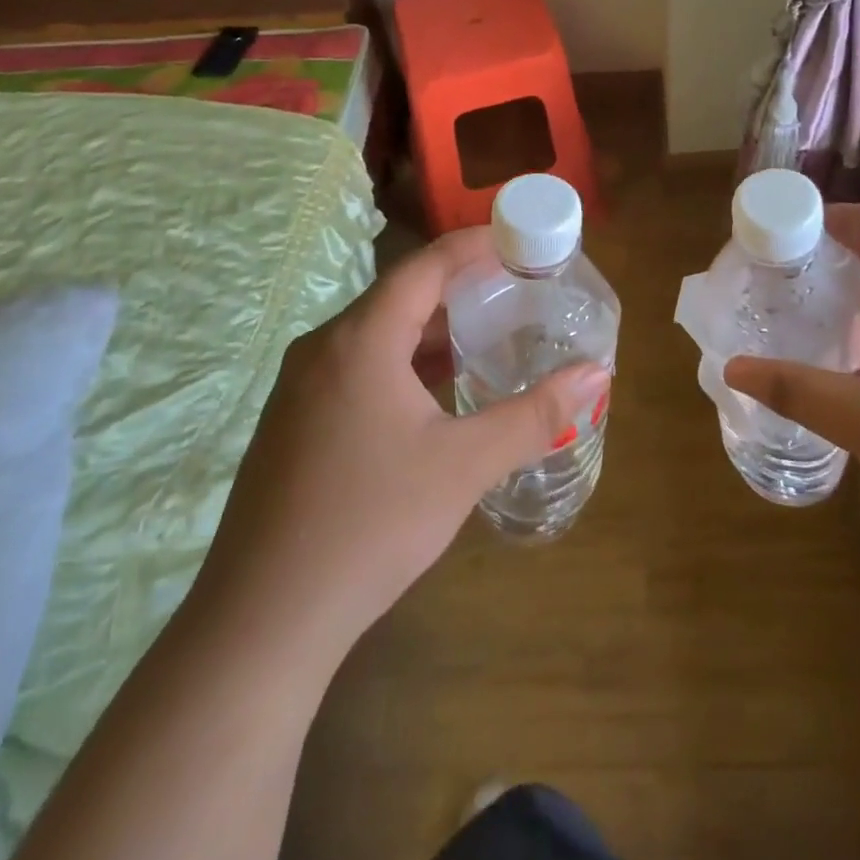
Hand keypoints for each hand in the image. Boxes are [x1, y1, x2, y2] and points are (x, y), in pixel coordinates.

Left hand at [192, 227, 607, 660]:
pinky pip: (358, 369)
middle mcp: (324, 348)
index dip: (474, 245)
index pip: (425, 266)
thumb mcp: (464, 466)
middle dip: (459, 289)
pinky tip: (435, 396)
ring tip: (486, 337)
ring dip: (431, 332)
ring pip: (377, 336)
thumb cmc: (371, 524)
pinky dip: (403, 365)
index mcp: (360, 339)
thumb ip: (534, 415)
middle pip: (400, 296)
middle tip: (515, 292)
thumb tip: (596, 376)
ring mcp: (301, 387)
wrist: (263, 620)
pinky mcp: (294, 423)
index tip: (519, 239)